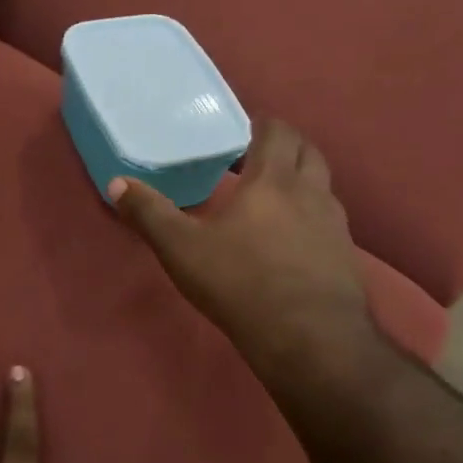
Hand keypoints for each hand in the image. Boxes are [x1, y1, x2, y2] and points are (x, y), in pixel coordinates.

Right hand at [108, 119, 376, 377]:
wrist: (309, 338)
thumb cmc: (241, 283)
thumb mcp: (181, 249)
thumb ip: (149, 213)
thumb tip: (117, 183)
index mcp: (273, 180)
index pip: (277, 131)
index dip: (259, 124)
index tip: (239, 130)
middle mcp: (311, 192)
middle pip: (307, 151)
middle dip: (283, 145)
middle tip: (253, 156)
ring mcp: (334, 225)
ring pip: (322, 185)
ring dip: (300, 179)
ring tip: (270, 195)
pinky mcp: (345, 256)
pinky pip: (329, 220)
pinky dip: (310, 214)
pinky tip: (290, 238)